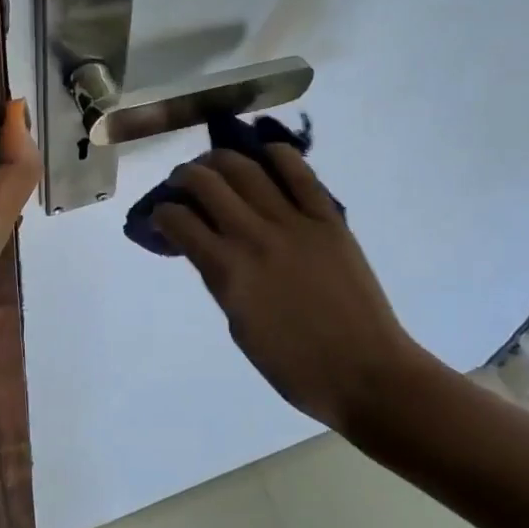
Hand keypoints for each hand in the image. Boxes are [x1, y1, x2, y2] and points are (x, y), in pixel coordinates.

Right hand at [153, 148, 445, 429]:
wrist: (367, 374)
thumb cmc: (295, 366)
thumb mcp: (238, 325)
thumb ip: (221, 279)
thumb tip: (210, 249)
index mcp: (227, 270)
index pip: (178, 220)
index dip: (161, 213)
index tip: (162, 217)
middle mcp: (253, 236)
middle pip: (206, 182)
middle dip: (183, 176)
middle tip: (183, 183)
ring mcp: (293, 222)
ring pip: (246, 168)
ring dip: (220, 160)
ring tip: (216, 165)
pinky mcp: (327, 219)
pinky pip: (300, 173)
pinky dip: (279, 155)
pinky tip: (265, 153)